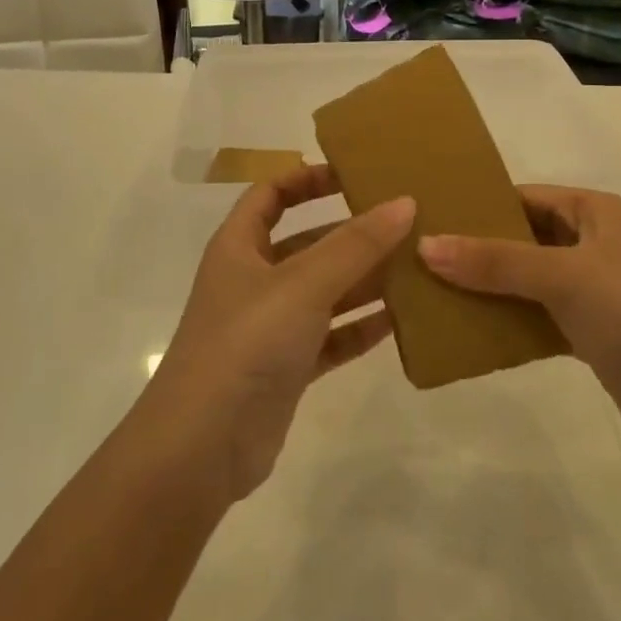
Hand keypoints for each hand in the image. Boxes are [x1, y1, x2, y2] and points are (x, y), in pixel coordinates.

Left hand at [146, 164, 413, 500]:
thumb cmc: (247, 343)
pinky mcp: (286, 368)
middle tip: (406, 223)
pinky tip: (402, 320)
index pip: (270, 194)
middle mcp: (253, 280)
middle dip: (351, 233)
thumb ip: (355, 245)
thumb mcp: (303, 284)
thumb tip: (404, 202)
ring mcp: (270, 326)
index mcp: (240, 247)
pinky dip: (360, 328)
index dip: (307, 178)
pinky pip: (331, 337)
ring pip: (324, 292)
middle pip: (306, 243)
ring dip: (364, 281)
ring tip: (417, 267)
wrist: (202, 447)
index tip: (355, 174)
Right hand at [418, 186, 620, 453]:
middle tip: (421, 255)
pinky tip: (469, 328)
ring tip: (434, 290)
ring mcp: (593, 289)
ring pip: (527, 278)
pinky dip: (508, 320)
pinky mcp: (591, 331)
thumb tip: (425, 246)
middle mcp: (593, 243)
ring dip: (489, 286)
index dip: (480, 204)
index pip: (524, 196)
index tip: (430, 215)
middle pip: (522, 237)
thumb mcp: (562, 276)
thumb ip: (494, 261)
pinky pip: (537, 315)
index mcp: (594, 212)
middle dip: (477, 247)